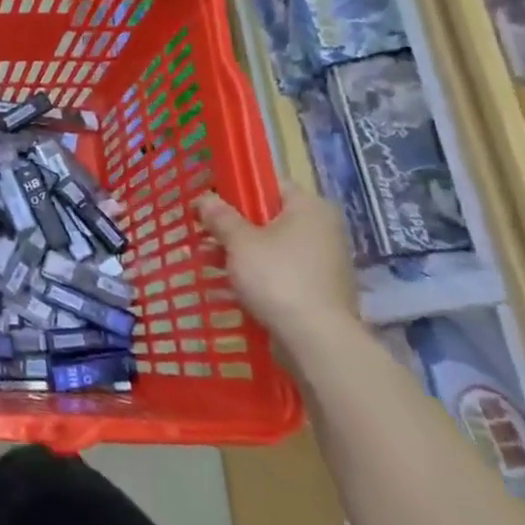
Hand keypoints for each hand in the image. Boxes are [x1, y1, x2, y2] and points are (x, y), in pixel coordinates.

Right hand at [193, 184, 359, 350]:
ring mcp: (322, 263)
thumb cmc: (277, 277)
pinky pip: (279, 274)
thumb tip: (204, 197)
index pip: (269, 184)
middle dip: (231, 227)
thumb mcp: (239, 241)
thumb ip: (219, 216)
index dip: (236, 189)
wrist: (317, 341)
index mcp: (309, 208)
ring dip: (238, 253)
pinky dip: (255, 277)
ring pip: (270, 248)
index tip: (209, 202)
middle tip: (201, 234)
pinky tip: (226, 288)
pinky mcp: (317, 292)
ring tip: (205, 263)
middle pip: (267, 218)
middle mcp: (322, 230)